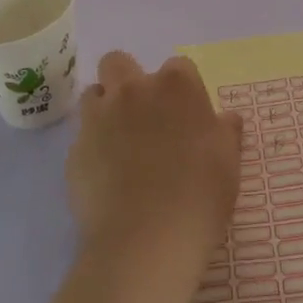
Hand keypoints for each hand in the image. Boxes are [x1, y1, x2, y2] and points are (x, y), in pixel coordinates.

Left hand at [68, 52, 243, 282]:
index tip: (187, 115)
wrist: (146, 240)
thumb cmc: (199, 195)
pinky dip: (92, 148)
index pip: (179, 66)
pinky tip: (106, 176)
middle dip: (127, 79)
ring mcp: (98, 118)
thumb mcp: (229, 162)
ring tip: (119, 141)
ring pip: (94, 94)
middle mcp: (133, 90)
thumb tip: (226, 118)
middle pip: (119, 62)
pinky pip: (82, 137)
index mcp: (176, 86)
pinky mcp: (74, 150)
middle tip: (142, 114)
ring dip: (105, 108)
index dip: (182, 89)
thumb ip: (225, 131)